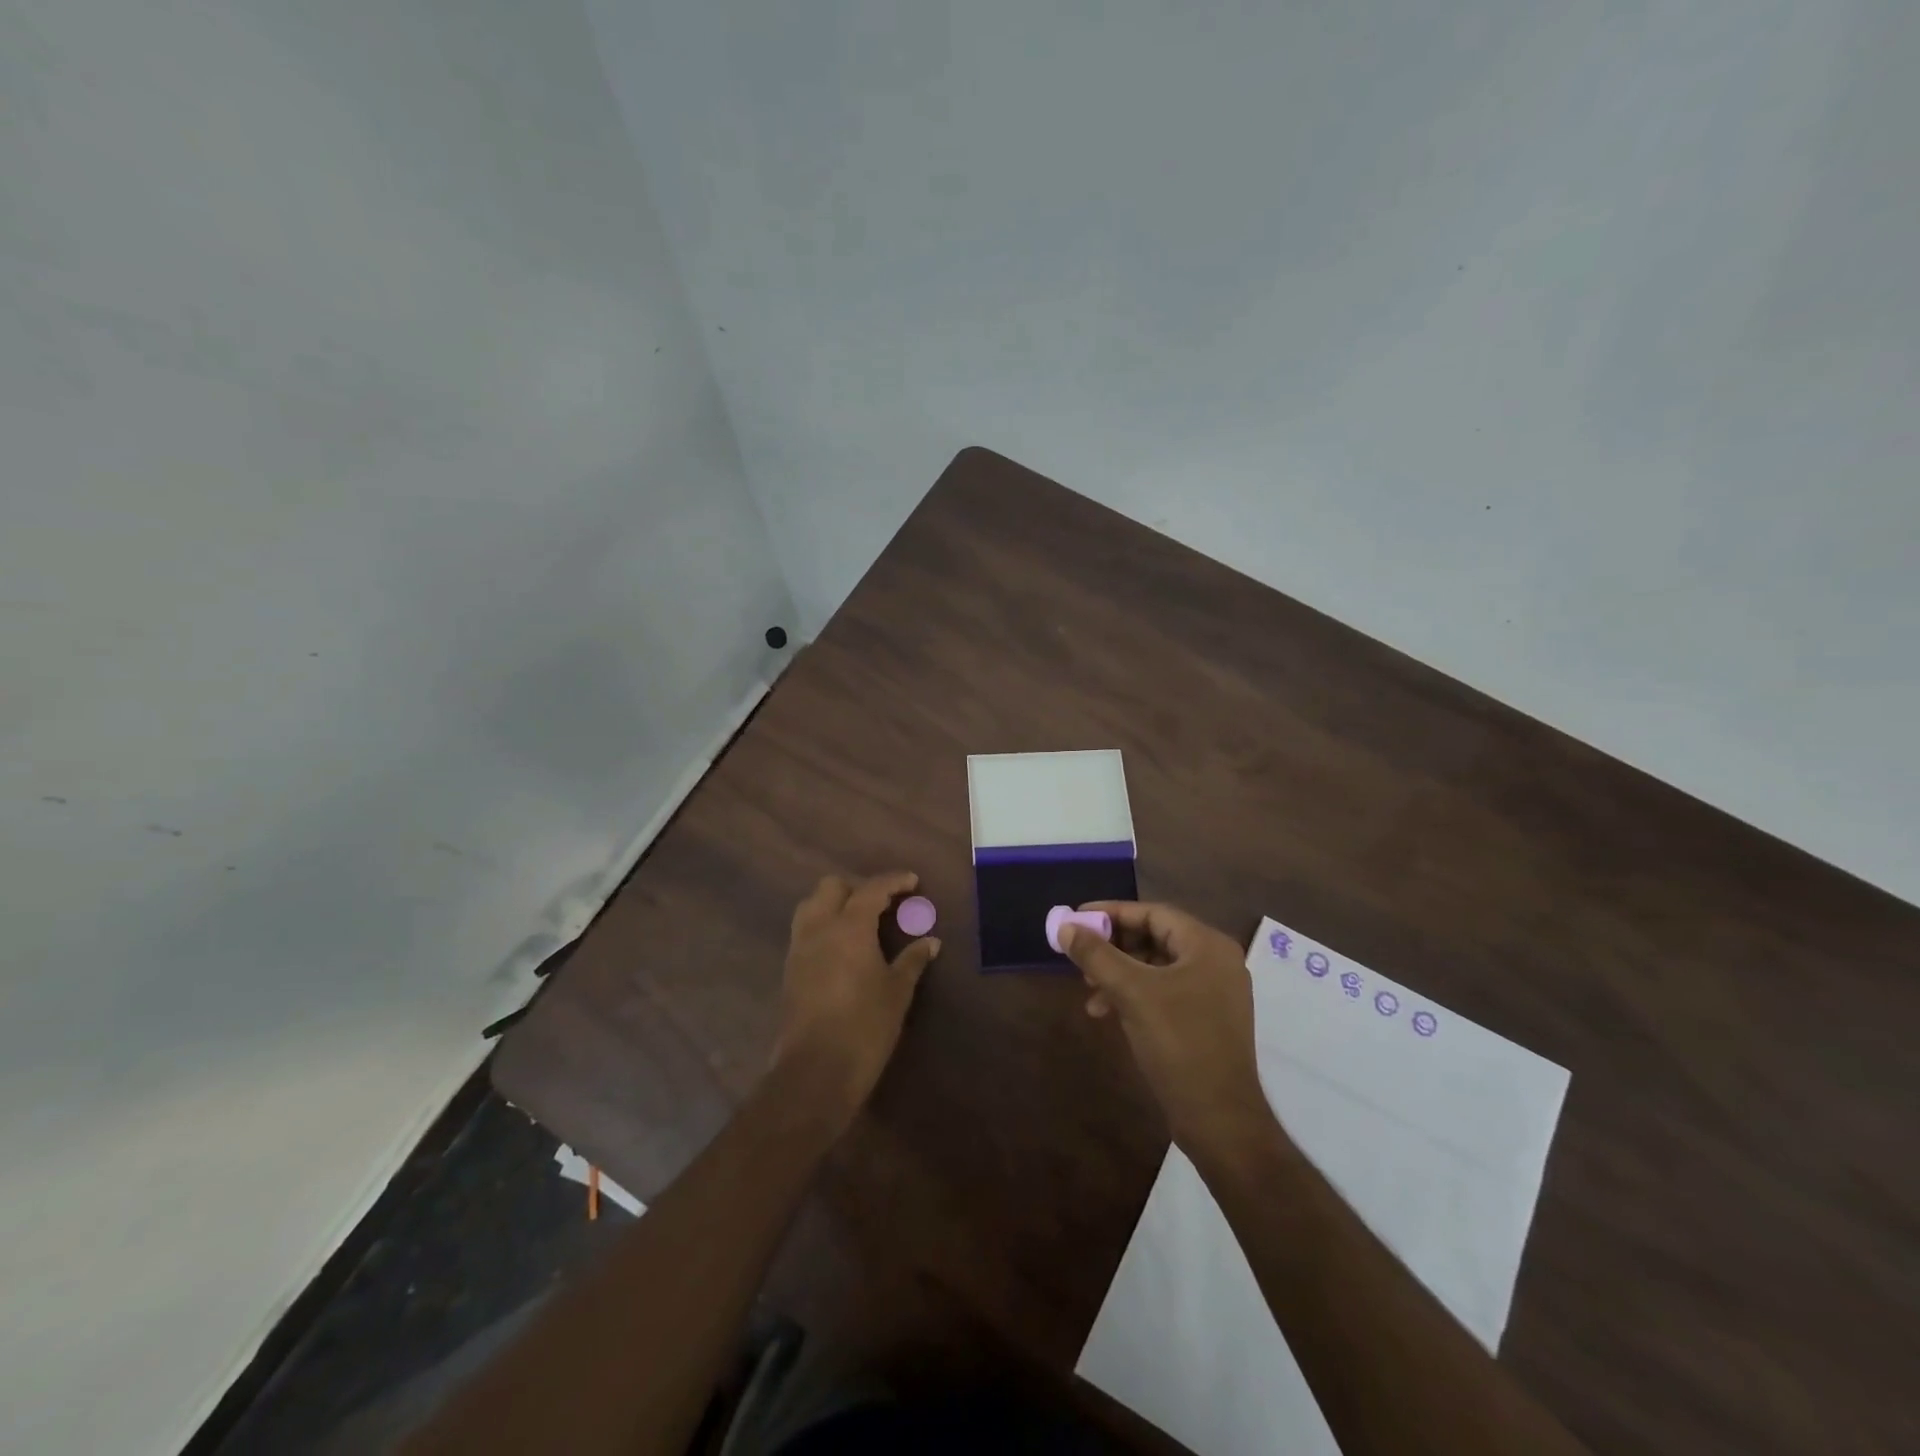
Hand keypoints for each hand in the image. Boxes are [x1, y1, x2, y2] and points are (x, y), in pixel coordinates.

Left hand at [769, 871, 939, 1130]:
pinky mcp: (790, 969)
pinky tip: (843, 947)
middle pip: (831, 886)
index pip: (871, 889)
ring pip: (811, 905)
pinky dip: (823, 925)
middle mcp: (819, 928)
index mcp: (849, 926)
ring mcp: (799, 948)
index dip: (893, 881)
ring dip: (834, 903)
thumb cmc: (865, 1026)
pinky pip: (805, 930)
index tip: (912, 881)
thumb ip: (912, 960)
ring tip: (860, 921)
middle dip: (858, 887)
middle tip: (883, 903)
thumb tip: (930, 941)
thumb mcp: (897, 992)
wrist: (815, 1071)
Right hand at [1060, 901, 1269, 1153]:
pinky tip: (1107, 1012)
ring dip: (1119, 973)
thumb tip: (1065, 926)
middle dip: (1114, 946)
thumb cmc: (1178, 1043)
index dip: (1111, 913)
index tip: (1076, 918)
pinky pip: (1164, 991)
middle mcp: (1215, 961)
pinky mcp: (1206, 1018)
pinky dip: (1134, 995)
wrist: (1219, 1119)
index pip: (1153, 912)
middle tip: (1080, 955)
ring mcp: (1214, 991)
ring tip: (1089, 990)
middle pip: (1154, 937)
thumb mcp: (1131, 992)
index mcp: (1207, 945)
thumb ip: (1096, 955)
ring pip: (1156, 967)